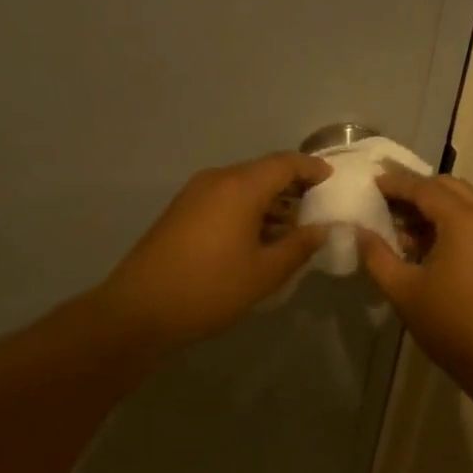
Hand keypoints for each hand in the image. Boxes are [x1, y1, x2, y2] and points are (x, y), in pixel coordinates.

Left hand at [95, 151, 332, 349]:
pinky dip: (247, 210)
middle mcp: (216, 180)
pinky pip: (223, 199)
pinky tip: (258, 237)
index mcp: (240, 187)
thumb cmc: (210, 288)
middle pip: (262, 171)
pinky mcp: (180, 212)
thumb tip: (321, 229)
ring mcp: (194, 194)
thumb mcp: (265, 272)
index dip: (312, 169)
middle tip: (318, 207)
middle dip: (292, 186)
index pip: (285, 163)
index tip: (333, 180)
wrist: (140, 309)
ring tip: (293, 228)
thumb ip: (299, 246)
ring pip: (241, 187)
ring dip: (268, 201)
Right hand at [357, 170, 472, 389]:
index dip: (395, 183)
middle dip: (416, 190)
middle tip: (385, 201)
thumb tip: (359, 232)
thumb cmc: (451, 324)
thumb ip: (377, 256)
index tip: (370, 181)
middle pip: (448, 188)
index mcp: (463, 220)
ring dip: (434, 206)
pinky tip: (427, 245)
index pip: (423, 188)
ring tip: (402, 226)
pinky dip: (450, 221)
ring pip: (464, 202)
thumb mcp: (404, 290)